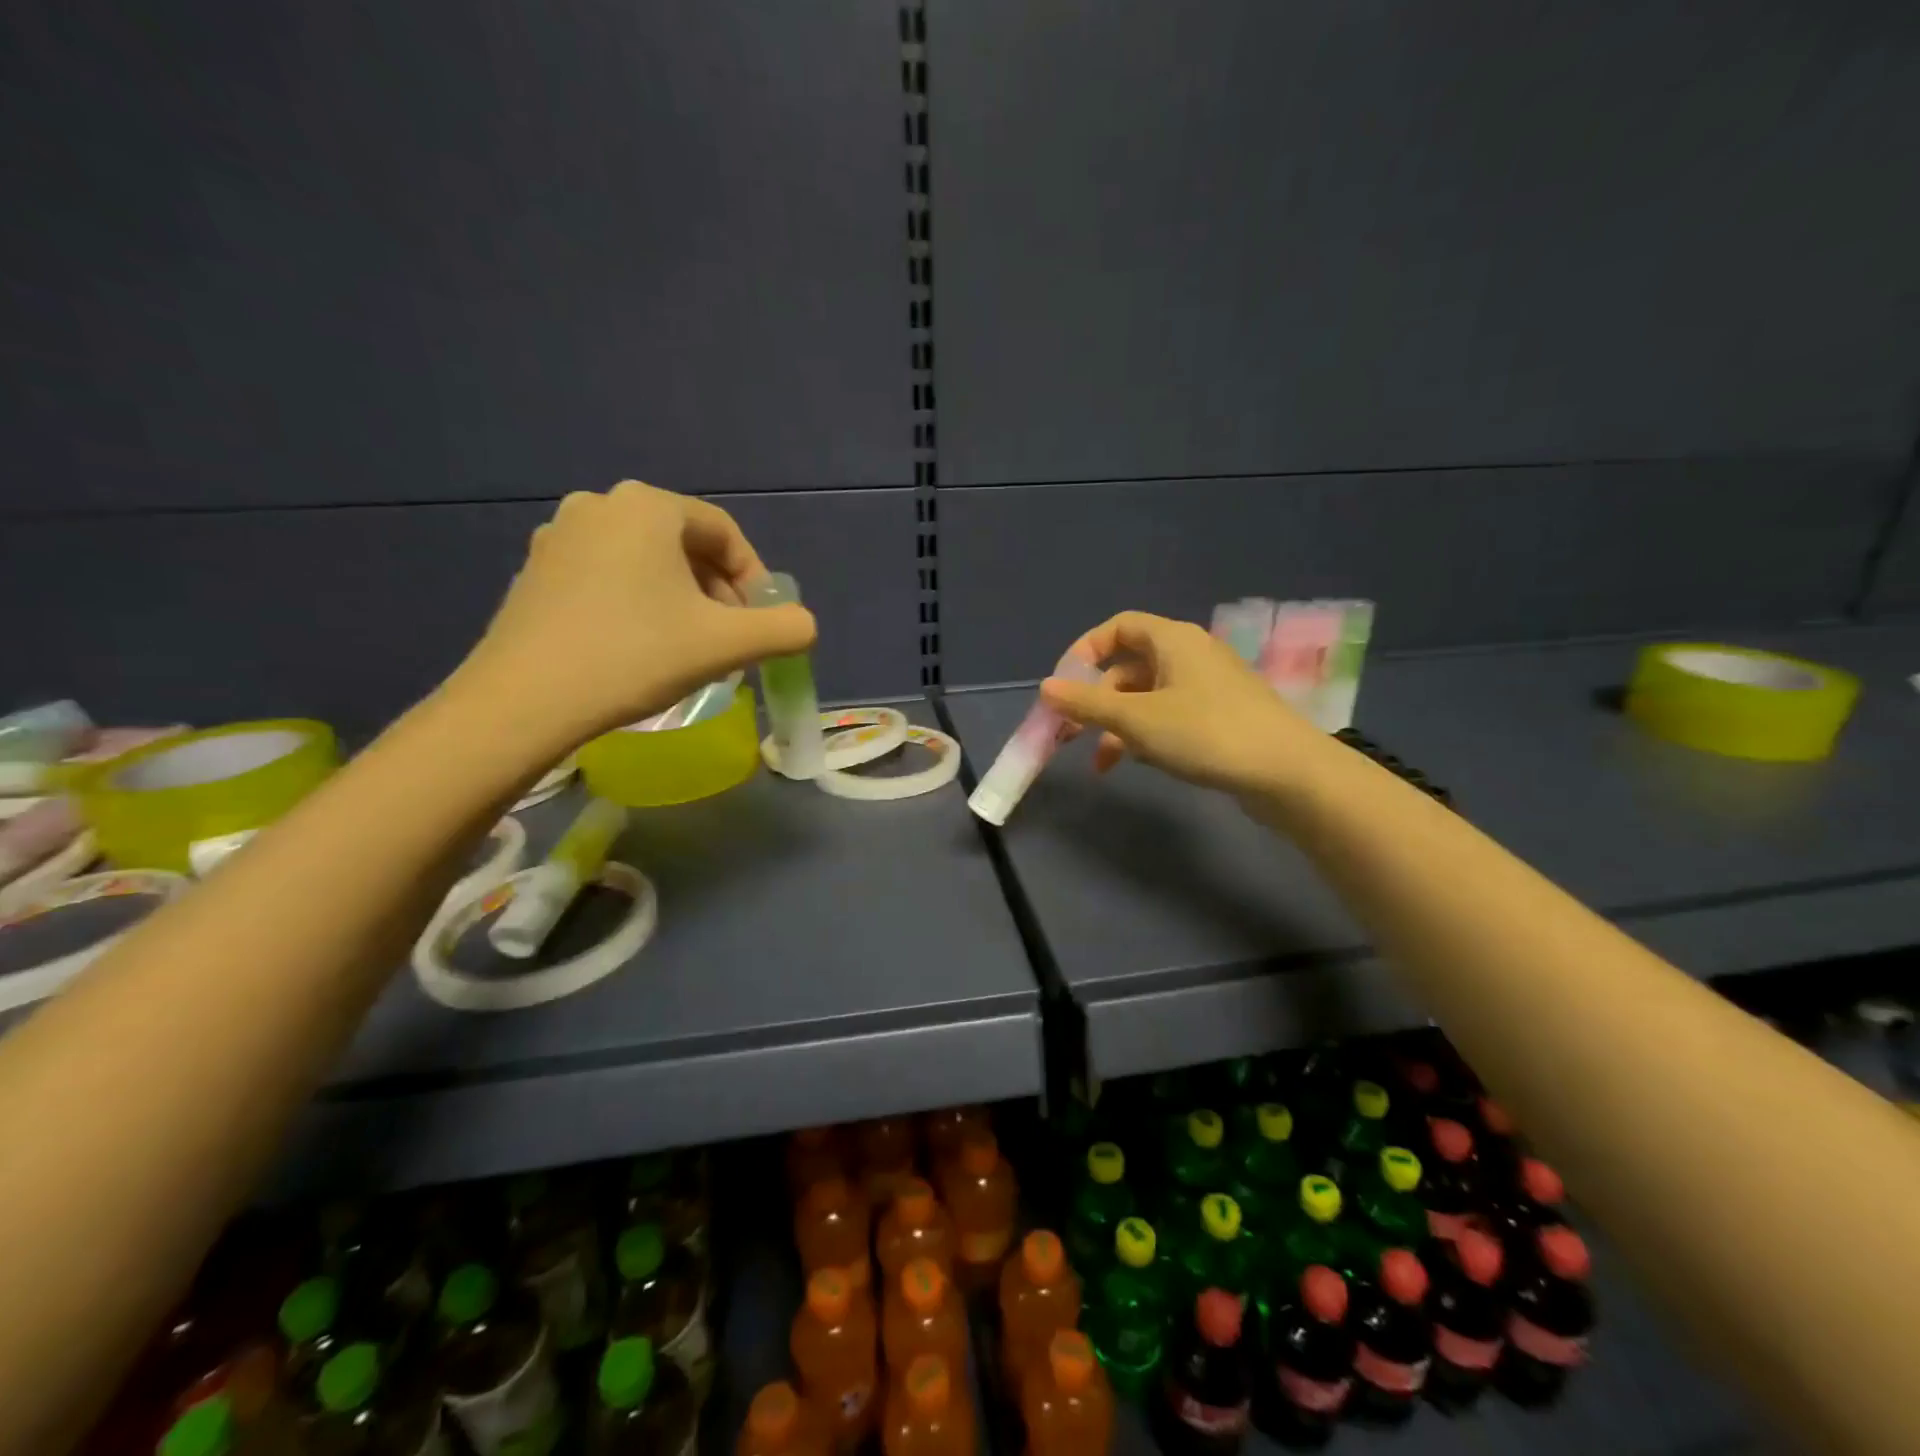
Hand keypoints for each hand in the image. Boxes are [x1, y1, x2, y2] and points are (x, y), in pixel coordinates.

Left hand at [454, 481, 815, 744]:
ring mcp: (559, 537)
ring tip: (688, 648)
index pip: (724, 533)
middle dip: (717, 592)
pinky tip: (638, 648)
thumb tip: (804, 626)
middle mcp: (601, 505)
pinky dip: (637, 604)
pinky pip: (607, 577)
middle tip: (728, 639)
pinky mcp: (535, 572)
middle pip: (684, 545)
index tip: (760, 623)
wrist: (524, 701)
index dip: (754, 579)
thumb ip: (784, 629)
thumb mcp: (727, 645)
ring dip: (680, 600)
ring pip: (645, 563)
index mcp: (648, 507)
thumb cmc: (635, 656)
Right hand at [1038, 611, 1334, 802]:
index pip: (1119, 627)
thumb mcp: (1136, 720)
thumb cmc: (1206, 733)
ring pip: (1148, 696)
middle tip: (1072, 734)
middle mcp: (1191, 654)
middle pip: (1129, 666)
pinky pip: (1170, 714)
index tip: (1064, 685)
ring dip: (1118, 724)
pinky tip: (1139, 761)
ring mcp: (1208, 686)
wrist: (1288, 773)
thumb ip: (1087, 704)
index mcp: (1173, 640)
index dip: (1085, 650)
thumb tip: (1045, 688)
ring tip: (1103, 761)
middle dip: (1097, 700)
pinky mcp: (1221, 716)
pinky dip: (1147, 733)